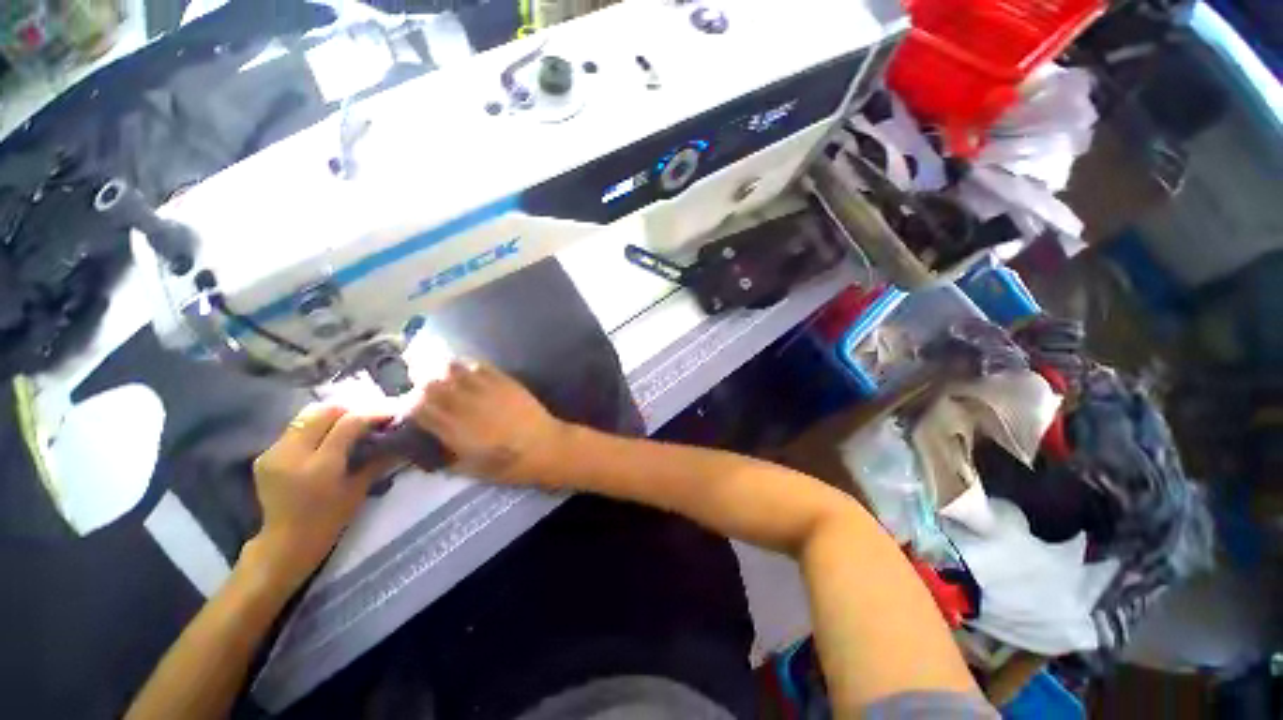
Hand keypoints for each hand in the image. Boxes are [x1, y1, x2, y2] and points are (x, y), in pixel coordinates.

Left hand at [248, 404, 396, 590]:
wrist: (286, 542)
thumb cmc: (330, 520)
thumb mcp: (359, 489)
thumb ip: (377, 459)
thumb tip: (399, 438)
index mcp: (320, 466)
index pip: (348, 423)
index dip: (372, 414)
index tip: (390, 414)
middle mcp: (293, 454)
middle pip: (324, 411)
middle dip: (351, 409)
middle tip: (369, 417)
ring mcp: (274, 452)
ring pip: (307, 416)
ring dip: (332, 416)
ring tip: (349, 424)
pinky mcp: (266, 454)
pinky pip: (295, 429)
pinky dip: (316, 427)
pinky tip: (327, 438)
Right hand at [410, 360, 568, 483]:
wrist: (545, 447)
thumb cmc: (509, 465)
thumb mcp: (472, 470)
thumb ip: (448, 459)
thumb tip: (433, 451)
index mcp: (453, 430)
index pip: (418, 408)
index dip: (409, 405)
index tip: (411, 407)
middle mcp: (464, 406)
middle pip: (431, 385)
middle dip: (422, 385)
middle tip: (425, 388)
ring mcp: (485, 390)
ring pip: (453, 369)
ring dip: (444, 371)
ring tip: (445, 375)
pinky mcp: (504, 381)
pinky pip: (480, 366)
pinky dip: (469, 365)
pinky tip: (469, 370)